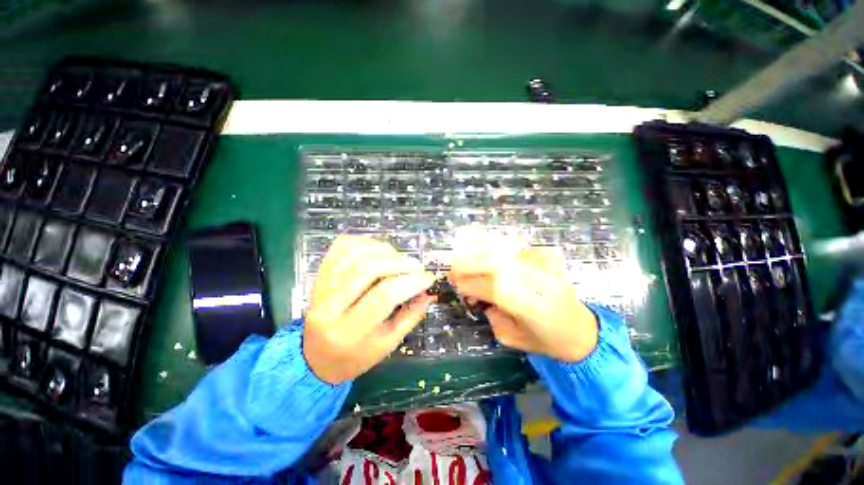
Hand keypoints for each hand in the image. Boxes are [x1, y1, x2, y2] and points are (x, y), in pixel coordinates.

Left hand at [304, 235, 435, 383]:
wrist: (315, 357)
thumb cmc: (355, 356)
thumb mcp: (387, 344)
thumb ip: (411, 316)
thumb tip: (429, 292)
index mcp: (349, 332)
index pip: (384, 296)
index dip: (411, 282)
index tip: (429, 278)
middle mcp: (330, 307)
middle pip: (368, 269)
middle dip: (401, 263)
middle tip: (417, 267)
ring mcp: (321, 287)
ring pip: (355, 253)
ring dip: (385, 251)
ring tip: (399, 260)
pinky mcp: (319, 273)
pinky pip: (342, 247)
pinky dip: (366, 243)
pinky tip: (380, 251)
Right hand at [448, 230, 597, 361]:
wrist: (583, 331)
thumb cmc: (546, 340)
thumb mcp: (512, 338)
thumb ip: (492, 316)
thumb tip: (481, 298)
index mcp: (522, 303)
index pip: (486, 286)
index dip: (466, 283)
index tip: (454, 283)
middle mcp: (530, 279)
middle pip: (491, 262)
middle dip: (467, 263)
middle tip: (454, 267)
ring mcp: (538, 267)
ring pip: (502, 251)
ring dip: (478, 252)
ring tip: (464, 255)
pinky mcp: (544, 260)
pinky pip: (513, 250)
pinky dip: (495, 249)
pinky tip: (485, 253)